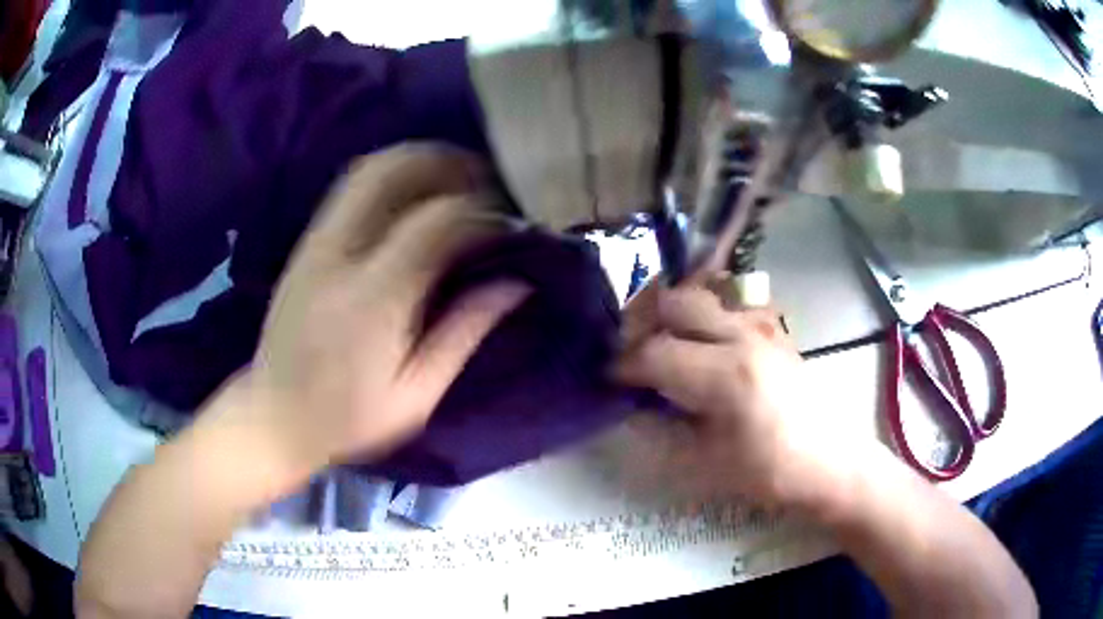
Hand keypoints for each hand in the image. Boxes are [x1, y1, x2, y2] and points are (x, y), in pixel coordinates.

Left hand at [225, 144, 528, 474]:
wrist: (273, 417)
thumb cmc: (348, 419)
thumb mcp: (416, 395)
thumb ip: (464, 332)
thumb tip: (516, 283)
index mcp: (374, 299)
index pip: (437, 222)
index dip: (482, 212)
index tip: (509, 224)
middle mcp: (339, 256)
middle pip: (393, 172)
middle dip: (447, 163)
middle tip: (485, 180)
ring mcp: (315, 244)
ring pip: (367, 170)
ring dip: (417, 161)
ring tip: (455, 179)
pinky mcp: (305, 246)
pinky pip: (350, 189)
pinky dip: (390, 177)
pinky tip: (412, 196)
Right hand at [615, 280, 871, 509]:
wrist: (827, 461)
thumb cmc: (767, 472)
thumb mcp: (702, 465)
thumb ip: (657, 431)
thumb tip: (629, 405)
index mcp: (725, 375)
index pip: (655, 352)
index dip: (623, 364)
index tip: (609, 378)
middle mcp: (743, 336)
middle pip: (675, 302)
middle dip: (643, 324)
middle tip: (633, 354)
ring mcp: (762, 326)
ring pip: (702, 293)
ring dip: (674, 312)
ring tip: (663, 343)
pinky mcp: (774, 327)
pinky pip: (730, 300)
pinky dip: (705, 311)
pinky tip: (703, 340)